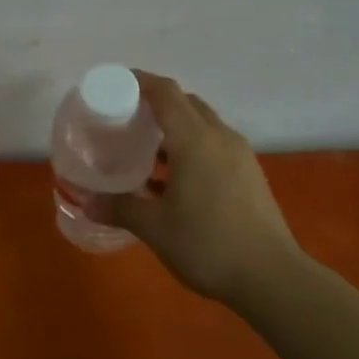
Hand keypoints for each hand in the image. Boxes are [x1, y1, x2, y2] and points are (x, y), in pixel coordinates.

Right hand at [103, 73, 304, 305]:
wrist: (271, 277)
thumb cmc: (207, 244)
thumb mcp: (155, 228)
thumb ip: (120, 208)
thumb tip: (87, 203)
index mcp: (195, 140)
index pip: (165, 93)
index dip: (139, 82)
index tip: (115, 84)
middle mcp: (220, 138)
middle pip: (186, 104)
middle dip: (156, 105)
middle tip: (126, 120)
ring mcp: (240, 157)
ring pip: (203, 127)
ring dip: (174, 131)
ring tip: (144, 151)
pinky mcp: (249, 176)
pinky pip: (214, 148)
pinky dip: (190, 151)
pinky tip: (171, 182)